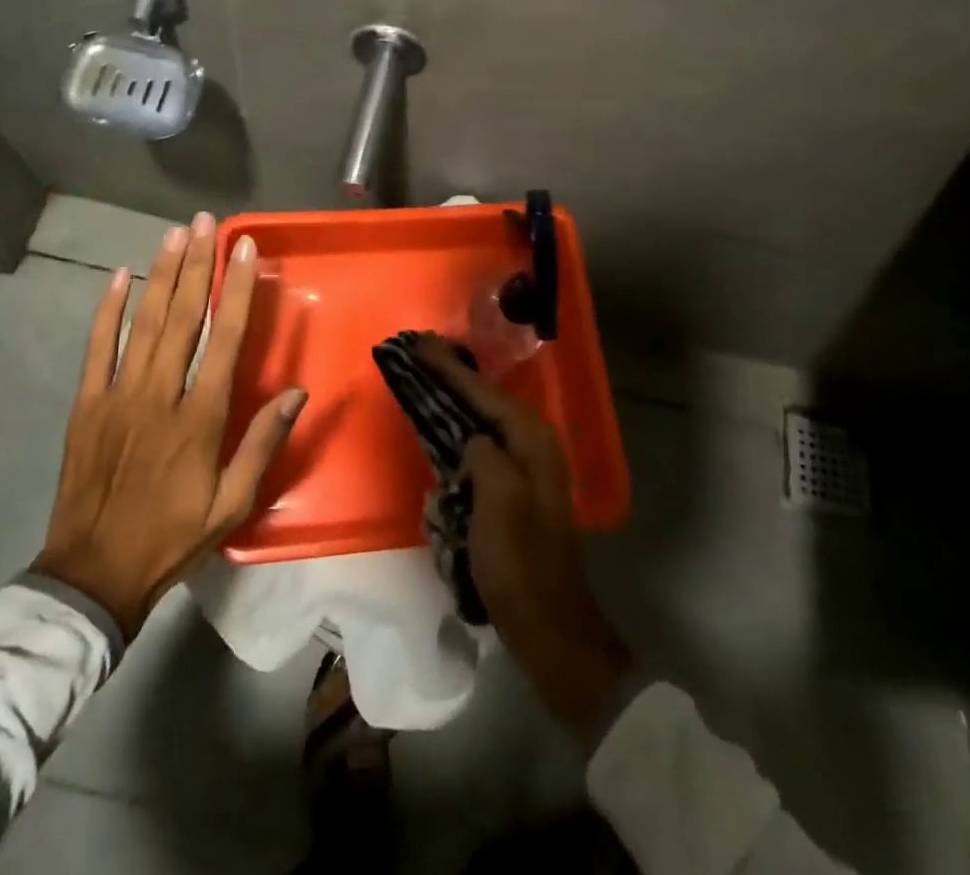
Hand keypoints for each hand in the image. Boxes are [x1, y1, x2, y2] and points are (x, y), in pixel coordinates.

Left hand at [32, 214, 306, 638]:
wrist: (93, 574)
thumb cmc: (172, 537)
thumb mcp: (231, 503)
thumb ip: (262, 444)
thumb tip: (297, 392)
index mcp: (200, 418)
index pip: (225, 338)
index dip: (237, 290)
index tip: (245, 250)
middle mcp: (160, 394)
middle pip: (182, 317)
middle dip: (196, 265)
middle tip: (205, 223)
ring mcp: (118, 396)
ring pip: (142, 323)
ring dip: (160, 275)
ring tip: (173, 234)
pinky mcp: (87, 404)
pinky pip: (97, 348)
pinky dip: (107, 310)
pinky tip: (119, 277)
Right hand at [413, 335, 632, 738]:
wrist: (549, 627)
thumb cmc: (521, 564)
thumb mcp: (499, 501)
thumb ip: (484, 454)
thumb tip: (472, 440)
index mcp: (533, 442)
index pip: (484, 392)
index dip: (450, 367)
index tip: (420, 343)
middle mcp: (534, 446)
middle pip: (484, 399)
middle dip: (452, 376)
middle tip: (420, 353)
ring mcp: (526, 470)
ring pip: (483, 421)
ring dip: (455, 400)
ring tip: (426, 380)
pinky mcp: (514, 492)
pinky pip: (481, 448)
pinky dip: (459, 433)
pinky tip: (442, 428)